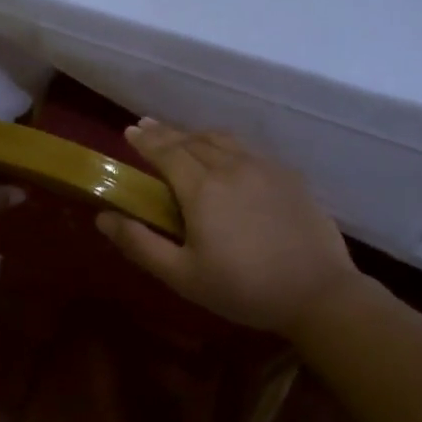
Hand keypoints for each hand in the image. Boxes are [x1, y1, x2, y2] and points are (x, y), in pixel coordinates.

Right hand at [96, 119, 363, 334]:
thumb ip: (140, 244)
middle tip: (146, 128)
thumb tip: (102, 218)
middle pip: (191, 140)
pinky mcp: (289, 176)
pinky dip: (226, 145)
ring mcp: (264, 167)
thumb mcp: (182, 276)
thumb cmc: (243, 289)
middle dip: (165, 133)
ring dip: (196, 134)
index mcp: (201, 188)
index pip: (166, 152)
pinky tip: (227, 157)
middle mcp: (231, 166)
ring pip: (222, 139)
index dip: (145, 140)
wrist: (318, 293)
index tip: (129, 131)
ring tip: (183, 138)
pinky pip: (248, 149)